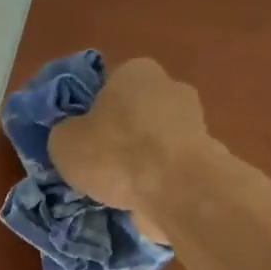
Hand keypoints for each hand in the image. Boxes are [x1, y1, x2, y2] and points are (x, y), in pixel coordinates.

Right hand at [47, 57, 208, 243]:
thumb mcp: (64, 142)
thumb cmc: (115, 154)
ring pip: (153, 141)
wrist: (177, 190)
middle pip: (133, 113)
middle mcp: (170, 86)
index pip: (106, 87)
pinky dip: (156, 180)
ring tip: (118, 190)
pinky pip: (169, 166)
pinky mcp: (206, 156)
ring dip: (139, 161)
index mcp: (135, 71)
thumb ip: (65, 132)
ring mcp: (195, 121)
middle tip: (97, 167)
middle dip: (119, 137)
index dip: (90, 114)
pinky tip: (140, 199)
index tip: (80, 141)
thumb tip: (72, 135)